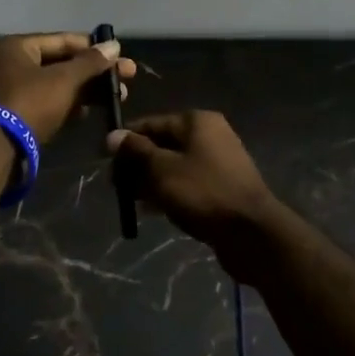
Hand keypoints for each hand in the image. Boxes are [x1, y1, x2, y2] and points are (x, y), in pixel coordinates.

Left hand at [0, 32, 135, 144]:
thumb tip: (114, 45)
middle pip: (60, 63)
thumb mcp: (63, 80)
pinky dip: (65, 105)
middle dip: (93, 73)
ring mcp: (8, 90)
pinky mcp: (11, 115)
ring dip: (83, 91)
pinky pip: (44, 103)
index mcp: (16, 46)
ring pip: (54, 85)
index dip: (94, 48)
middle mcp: (9, 63)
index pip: (63, 40)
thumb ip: (90, 63)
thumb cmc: (28, 103)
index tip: (121, 56)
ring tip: (114, 99)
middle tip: (126, 80)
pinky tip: (86, 113)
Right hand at [107, 111, 283, 279]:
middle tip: (115, 186)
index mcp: (196, 122)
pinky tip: (151, 211)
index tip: (103, 160)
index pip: (151, 123)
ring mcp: (218, 161)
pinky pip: (187, 183)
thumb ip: (136, 151)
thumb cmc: (203, 193)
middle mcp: (209, 135)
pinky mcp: (221, 187)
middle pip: (162, 144)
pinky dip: (168, 192)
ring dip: (150, 181)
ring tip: (130, 202)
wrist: (251, 233)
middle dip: (137, 164)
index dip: (125, 141)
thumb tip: (112, 135)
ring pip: (173, 166)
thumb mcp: (162, 170)